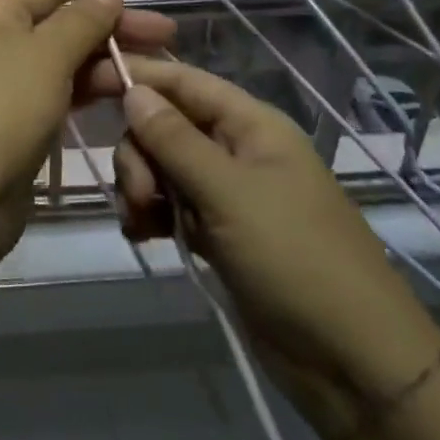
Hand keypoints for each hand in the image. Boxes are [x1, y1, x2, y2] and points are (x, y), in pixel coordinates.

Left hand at [0, 0, 174, 229]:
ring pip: (65, 57)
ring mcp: (7, 79)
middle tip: (166, 31)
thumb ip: (83, 19)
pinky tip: (130, 89)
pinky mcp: (19, 116)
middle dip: (112, 24)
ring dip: (109, 58)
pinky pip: (60, 88)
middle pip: (62, 20)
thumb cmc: (4, 109)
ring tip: (162, 63)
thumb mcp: (48, 55)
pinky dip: (91, 86)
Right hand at [93, 56, 439, 406]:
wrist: (351, 363)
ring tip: (140, 223)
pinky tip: (141, 235)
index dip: (138, 76)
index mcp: (252, 125)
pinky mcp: (220, 233)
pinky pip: (171, 206)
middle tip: (137, 195)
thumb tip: (133, 90)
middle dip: (140, 153)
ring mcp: (229, 194)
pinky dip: (151, 215)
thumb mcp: (229, 193)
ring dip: (141, 187)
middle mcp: (238, 150)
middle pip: (166, 126)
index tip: (88, 83)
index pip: (185, 81)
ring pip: (163, 167)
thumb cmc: (295, 259)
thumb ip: (175, 139)